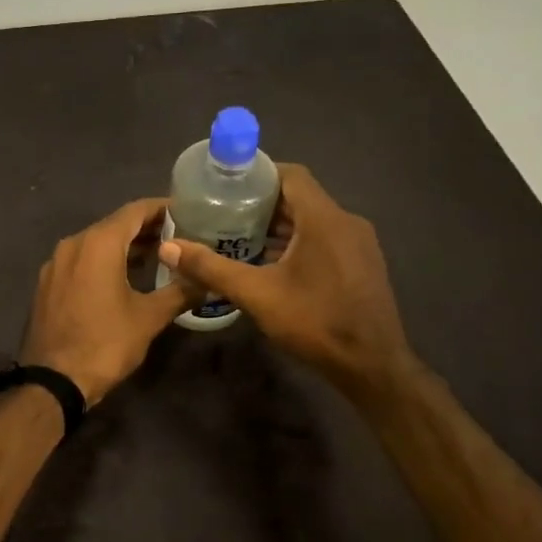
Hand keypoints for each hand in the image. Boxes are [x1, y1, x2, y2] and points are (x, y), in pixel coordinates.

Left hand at [19, 199, 197, 406]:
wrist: (53, 381)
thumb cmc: (105, 343)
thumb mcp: (149, 318)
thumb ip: (180, 292)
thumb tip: (208, 280)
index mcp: (98, 243)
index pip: (135, 210)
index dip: (163, 208)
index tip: (188, 211)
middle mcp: (73, 243)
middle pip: (115, 224)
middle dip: (147, 228)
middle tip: (180, 235)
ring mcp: (55, 263)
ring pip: (96, 243)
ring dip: (125, 246)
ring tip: (158, 256)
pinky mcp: (47, 283)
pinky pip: (81, 260)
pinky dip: (104, 261)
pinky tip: (123, 277)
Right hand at [158, 164, 417, 393]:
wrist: (372, 366)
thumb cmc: (316, 322)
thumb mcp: (257, 295)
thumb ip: (212, 268)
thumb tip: (169, 248)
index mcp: (324, 219)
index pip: (291, 175)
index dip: (258, 175)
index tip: (225, 186)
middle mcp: (346, 222)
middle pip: (300, 198)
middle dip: (261, 204)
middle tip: (223, 214)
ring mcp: (359, 244)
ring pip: (312, 221)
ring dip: (278, 226)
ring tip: (239, 238)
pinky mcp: (362, 265)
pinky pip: (325, 240)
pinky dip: (297, 243)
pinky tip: (271, 265)